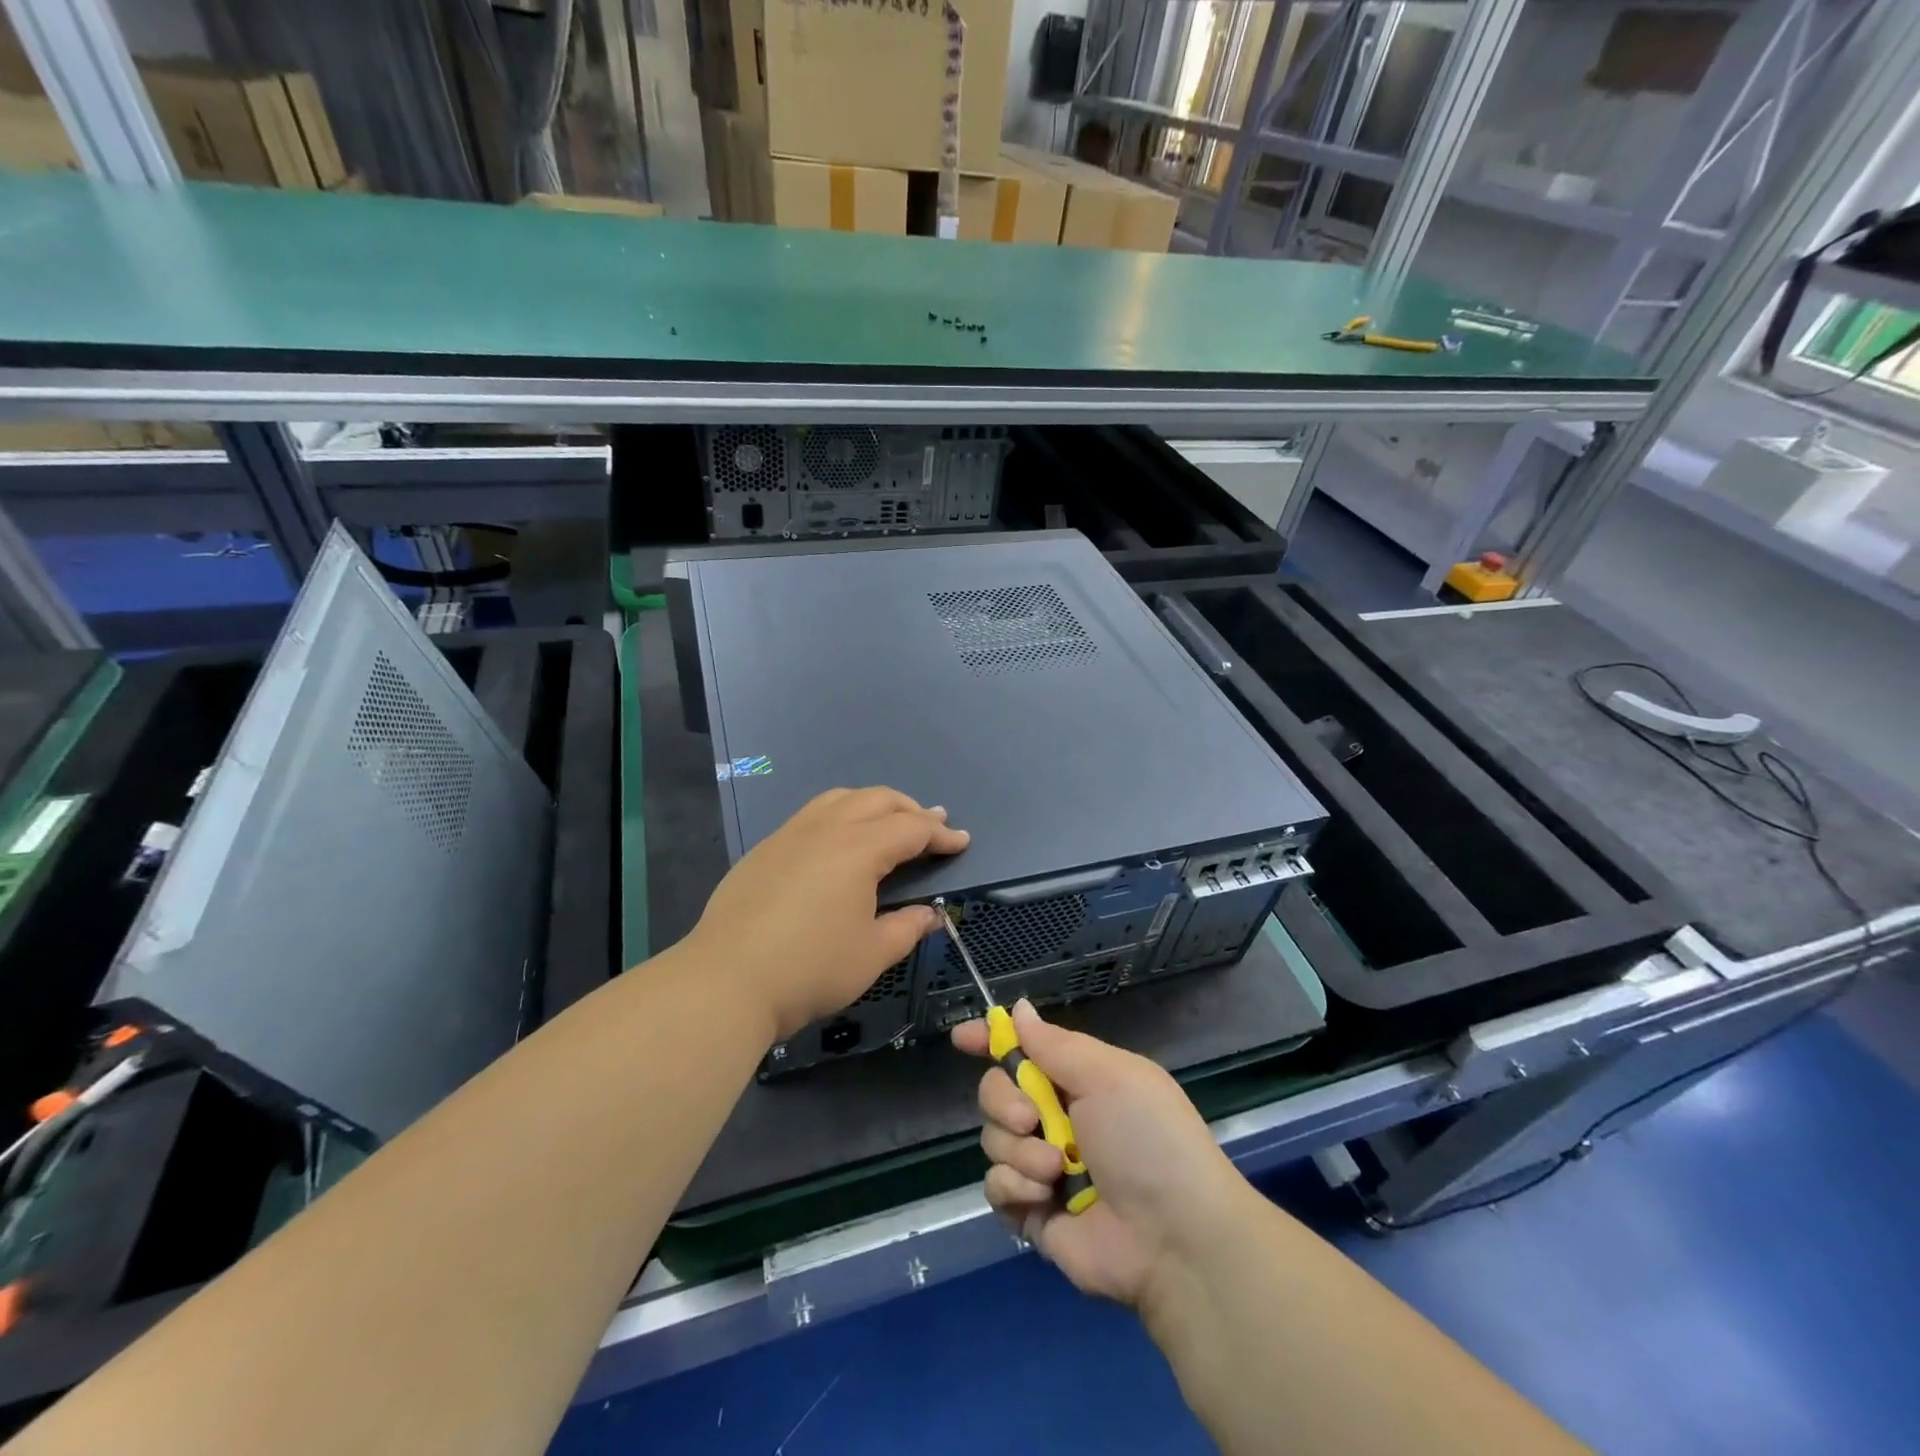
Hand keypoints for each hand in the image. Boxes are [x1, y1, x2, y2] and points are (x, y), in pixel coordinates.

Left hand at [688, 787, 968, 1041]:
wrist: (726, 980)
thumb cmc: (810, 969)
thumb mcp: (872, 955)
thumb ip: (907, 927)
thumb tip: (931, 914)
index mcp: (858, 849)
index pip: (911, 829)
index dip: (941, 834)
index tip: (961, 842)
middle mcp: (825, 829)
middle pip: (877, 800)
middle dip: (910, 809)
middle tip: (932, 826)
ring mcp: (790, 835)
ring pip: (840, 799)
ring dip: (872, 804)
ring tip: (888, 822)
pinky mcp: (765, 849)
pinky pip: (812, 815)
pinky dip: (840, 815)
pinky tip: (839, 842)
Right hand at [953, 1000, 1249, 1309]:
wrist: (1174, 1239)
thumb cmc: (1149, 1140)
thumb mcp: (1110, 1076)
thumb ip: (1055, 1044)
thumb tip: (1018, 1009)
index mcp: (1078, 1079)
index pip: (1024, 1049)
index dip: (991, 1040)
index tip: (962, 1038)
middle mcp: (1056, 1117)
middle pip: (996, 1090)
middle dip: (1004, 1100)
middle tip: (1031, 1118)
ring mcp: (1041, 1165)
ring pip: (993, 1137)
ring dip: (1019, 1150)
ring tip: (1056, 1170)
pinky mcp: (1031, 1211)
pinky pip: (994, 1186)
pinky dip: (1014, 1186)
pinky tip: (1043, 1197)